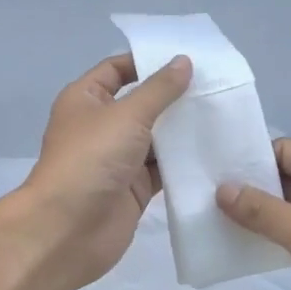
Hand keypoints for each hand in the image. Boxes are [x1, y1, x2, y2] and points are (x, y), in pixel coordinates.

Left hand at [12, 52, 192, 289]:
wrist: (67, 230)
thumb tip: (183, 61)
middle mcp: (101, 125)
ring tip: (223, 113)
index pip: (118, 69)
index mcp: (86, 99)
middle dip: (173, 96)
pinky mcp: (133, 188)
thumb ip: (159, 89)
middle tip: (215, 85)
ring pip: (155, 137)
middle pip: (141, 102)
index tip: (186, 58)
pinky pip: (162, 168)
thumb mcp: (127, 115)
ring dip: (182, 129)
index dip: (147, 62)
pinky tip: (214, 150)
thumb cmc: (91, 159)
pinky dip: (183, 161)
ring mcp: (117, 158)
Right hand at [217, 138, 290, 289]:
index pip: (286, 151)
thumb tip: (222, 189)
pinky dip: (272, 240)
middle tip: (202, 197)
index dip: (250, 158)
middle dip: (249, 188)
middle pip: (286, 179)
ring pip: (289, 210)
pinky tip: (242, 248)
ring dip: (258, 217)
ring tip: (212, 222)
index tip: (209, 169)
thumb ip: (263, 211)